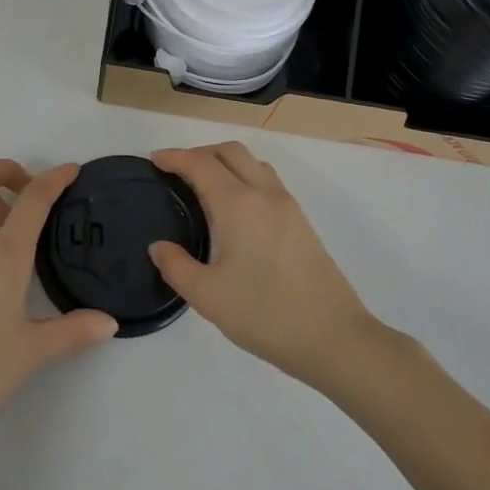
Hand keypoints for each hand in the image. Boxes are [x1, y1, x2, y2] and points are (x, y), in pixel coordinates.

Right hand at [148, 143, 378, 388]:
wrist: (333, 337)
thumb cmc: (265, 314)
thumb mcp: (208, 297)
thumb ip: (177, 267)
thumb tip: (159, 247)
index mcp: (238, 205)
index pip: (201, 164)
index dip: (175, 157)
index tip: (155, 159)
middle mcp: (264, 194)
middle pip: (230, 152)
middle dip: (200, 152)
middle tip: (177, 170)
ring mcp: (287, 206)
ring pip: (253, 163)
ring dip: (225, 162)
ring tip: (204, 184)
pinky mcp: (301, 221)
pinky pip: (267, 180)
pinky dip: (244, 176)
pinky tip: (236, 207)